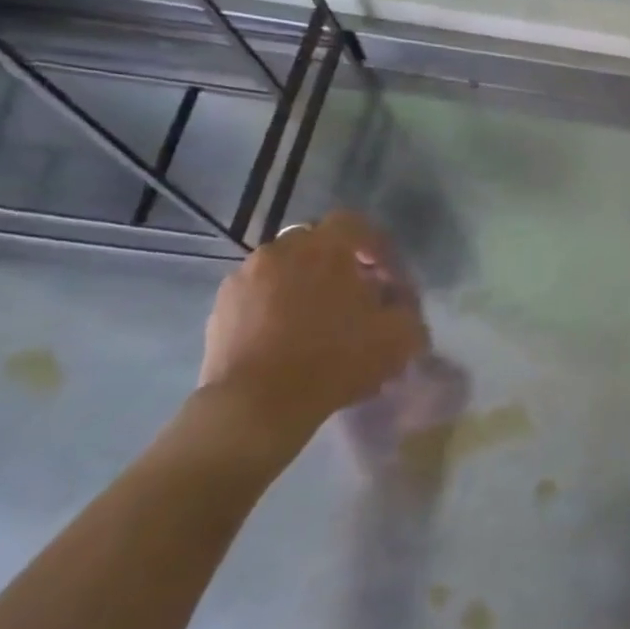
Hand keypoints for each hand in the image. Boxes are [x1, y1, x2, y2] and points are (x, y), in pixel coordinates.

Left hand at [197, 212, 427, 455]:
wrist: (257, 404)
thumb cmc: (336, 360)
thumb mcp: (400, 337)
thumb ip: (409, 308)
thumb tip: (401, 302)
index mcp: (325, 247)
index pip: (355, 224)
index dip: (377, 247)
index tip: (389, 278)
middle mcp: (281, 250)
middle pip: (317, 244)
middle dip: (339, 265)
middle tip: (356, 298)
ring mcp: (244, 278)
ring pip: (284, 270)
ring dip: (304, 286)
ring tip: (319, 323)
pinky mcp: (220, 308)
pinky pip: (258, 296)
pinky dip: (275, 308)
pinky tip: (288, 341)